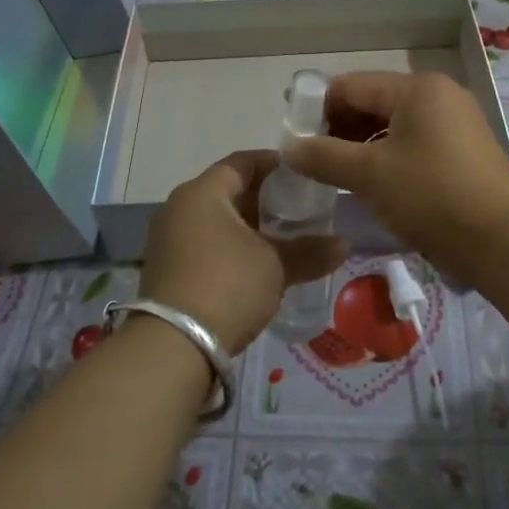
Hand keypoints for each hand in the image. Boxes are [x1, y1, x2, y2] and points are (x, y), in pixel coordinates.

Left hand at [140, 150, 347, 354]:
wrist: (173, 346)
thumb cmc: (227, 286)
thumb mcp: (276, 266)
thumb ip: (309, 251)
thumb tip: (344, 245)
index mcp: (203, 192)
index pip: (243, 162)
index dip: (275, 165)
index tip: (302, 174)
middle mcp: (179, 207)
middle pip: (227, 190)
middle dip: (263, 199)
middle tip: (298, 209)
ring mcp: (166, 239)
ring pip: (214, 219)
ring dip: (246, 226)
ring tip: (281, 239)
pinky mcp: (164, 268)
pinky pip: (202, 243)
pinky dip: (228, 246)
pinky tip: (254, 265)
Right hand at [283, 72, 508, 288]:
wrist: (504, 241)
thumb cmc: (431, 196)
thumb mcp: (369, 175)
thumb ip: (323, 156)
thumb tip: (288, 147)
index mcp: (416, 88)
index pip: (350, 86)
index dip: (317, 110)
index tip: (295, 141)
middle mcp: (439, 95)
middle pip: (373, 102)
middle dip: (340, 129)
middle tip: (314, 163)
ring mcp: (457, 122)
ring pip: (394, 125)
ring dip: (362, 146)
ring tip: (340, 177)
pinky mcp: (466, 151)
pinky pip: (415, 143)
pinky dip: (389, 158)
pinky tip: (375, 185)